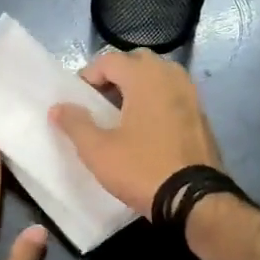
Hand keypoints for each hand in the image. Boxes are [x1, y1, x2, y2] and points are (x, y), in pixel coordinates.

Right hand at [47, 49, 222, 216]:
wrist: (194, 199)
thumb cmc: (141, 169)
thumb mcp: (98, 151)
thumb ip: (75, 124)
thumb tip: (58, 107)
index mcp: (145, 78)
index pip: (110, 60)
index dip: (89, 75)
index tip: (78, 99)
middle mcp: (171, 77)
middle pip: (138, 61)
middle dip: (116, 75)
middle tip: (100, 101)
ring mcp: (192, 96)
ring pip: (160, 77)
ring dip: (138, 87)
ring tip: (122, 114)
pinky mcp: (202, 116)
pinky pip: (174, 95)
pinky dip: (158, 101)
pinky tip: (147, 129)